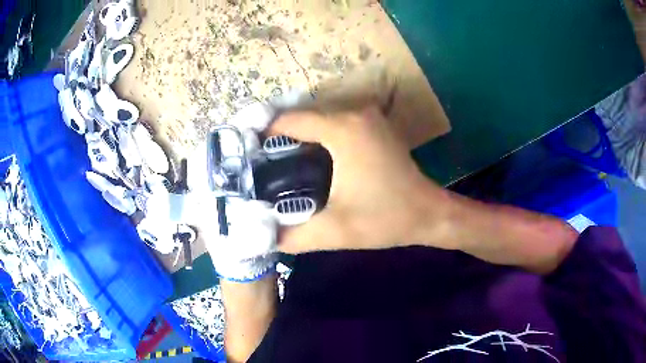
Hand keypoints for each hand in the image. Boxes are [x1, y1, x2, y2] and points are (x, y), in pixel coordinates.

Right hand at [269, 107, 449, 253]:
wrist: (429, 214)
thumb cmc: (386, 219)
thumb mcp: (334, 231)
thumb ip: (291, 236)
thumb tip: (259, 235)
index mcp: (343, 129)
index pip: (289, 121)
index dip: (263, 134)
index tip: (247, 155)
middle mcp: (354, 113)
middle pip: (303, 117)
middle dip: (279, 139)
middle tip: (259, 165)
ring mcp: (367, 116)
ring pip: (318, 120)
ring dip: (298, 138)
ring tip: (278, 164)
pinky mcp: (373, 125)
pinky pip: (334, 124)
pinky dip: (317, 138)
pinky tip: (308, 160)